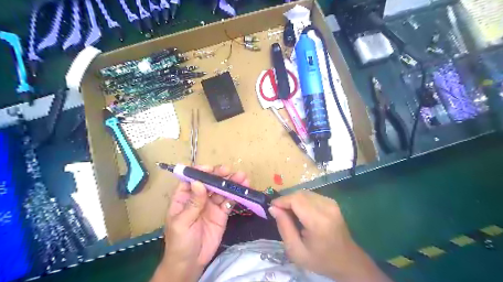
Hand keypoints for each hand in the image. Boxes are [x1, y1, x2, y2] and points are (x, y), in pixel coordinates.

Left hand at [151, 165, 248, 281]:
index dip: (200, 172)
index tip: (211, 169)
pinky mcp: (222, 213)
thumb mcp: (182, 223)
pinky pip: (229, 202)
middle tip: (229, 171)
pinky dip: (236, 196)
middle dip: (219, 175)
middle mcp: (198, 198)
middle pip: (209, 182)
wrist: (191, 263)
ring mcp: (211, 205)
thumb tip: (199, 182)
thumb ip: (192, 203)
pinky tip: (243, 191)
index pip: (191, 180)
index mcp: (183, 198)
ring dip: (231, 183)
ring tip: (242, 177)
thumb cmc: (179, 242)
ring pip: (221, 190)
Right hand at [270, 191, 389, 280]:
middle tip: (279, 213)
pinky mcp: (332, 202)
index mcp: (319, 221)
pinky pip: (311, 195)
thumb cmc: (320, 260)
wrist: (348, 261)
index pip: (296, 200)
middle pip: (300, 194)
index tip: (272, 208)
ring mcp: (331, 203)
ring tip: (289, 214)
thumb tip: (273, 208)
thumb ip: (284, 227)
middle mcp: (327, 207)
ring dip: (293, 200)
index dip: (281, 201)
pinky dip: (302, 201)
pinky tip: (300, 212)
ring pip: (305, 193)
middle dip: (286, 200)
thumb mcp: (296, 251)